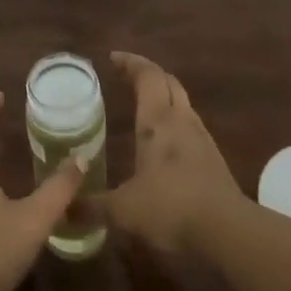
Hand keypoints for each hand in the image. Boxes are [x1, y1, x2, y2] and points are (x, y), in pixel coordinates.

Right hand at [100, 52, 246, 253]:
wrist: (228, 232)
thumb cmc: (170, 209)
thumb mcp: (122, 210)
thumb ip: (91, 207)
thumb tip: (62, 210)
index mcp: (157, 121)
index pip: (147, 75)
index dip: (130, 63)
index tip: (112, 58)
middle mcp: (181, 121)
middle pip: (168, 82)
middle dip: (147, 74)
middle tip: (125, 77)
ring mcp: (201, 138)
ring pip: (182, 103)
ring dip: (163, 97)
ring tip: (141, 106)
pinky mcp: (213, 158)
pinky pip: (189, 126)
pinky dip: (173, 121)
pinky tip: (162, 142)